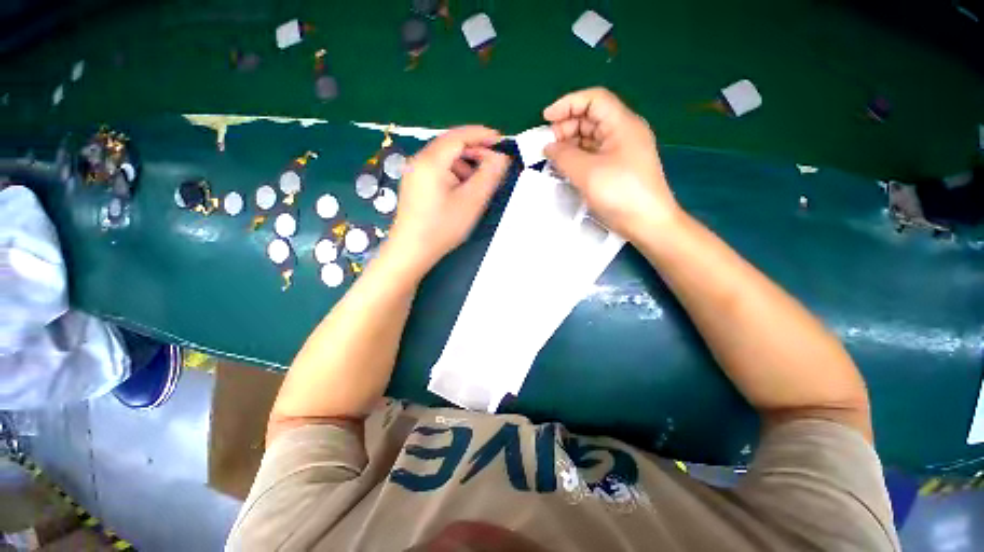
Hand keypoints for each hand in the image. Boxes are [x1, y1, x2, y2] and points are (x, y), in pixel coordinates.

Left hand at [385, 126, 508, 274]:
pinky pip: (437, 170)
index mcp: (431, 161)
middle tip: (494, 165)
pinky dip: (454, 173)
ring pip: (444, 158)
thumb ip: (489, 175)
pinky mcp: (414, 185)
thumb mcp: (471, 201)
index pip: (459, 136)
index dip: (482, 135)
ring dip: (465, 164)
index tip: (502, 141)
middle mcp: (418, 161)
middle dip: (475, 151)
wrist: (411, 251)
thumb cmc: (442, 227)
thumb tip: (501, 157)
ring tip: (479, 181)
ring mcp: (414, 173)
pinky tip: (462, 189)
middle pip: (450, 145)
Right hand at [543, 88, 680, 238]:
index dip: (567, 104)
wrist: (647, 223)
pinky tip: (565, 169)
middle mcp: (623, 133)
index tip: (546, 119)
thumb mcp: (587, 172)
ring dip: (570, 145)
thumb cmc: (620, 192)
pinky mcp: (617, 169)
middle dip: (567, 127)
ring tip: (553, 159)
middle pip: (591, 118)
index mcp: (622, 124)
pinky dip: (578, 158)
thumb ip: (564, 155)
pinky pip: (594, 155)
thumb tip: (549, 147)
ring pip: (591, 138)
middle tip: (548, 146)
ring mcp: (621, 152)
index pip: (593, 100)